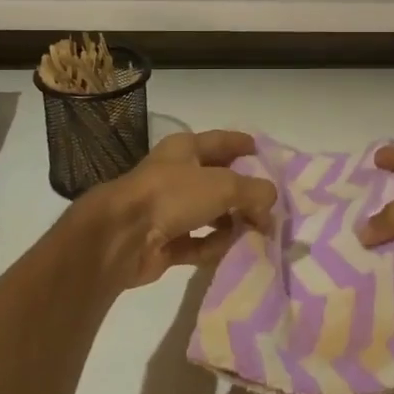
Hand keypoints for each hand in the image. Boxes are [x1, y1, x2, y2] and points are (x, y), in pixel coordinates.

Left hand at [77, 130, 276, 290]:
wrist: (122, 237)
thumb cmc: (172, 195)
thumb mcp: (224, 185)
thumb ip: (254, 192)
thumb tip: (269, 204)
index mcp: (185, 149)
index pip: (220, 141)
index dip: (241, 144)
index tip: (261, 150)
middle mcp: (176, 176)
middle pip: (217, 181)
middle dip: (243, 192)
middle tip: (271, 206)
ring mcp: (168, 210)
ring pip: (209, 214)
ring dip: (232, 223)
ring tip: (259, 233)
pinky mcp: (165, 243)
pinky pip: (198, 243)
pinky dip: (215, 247)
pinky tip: (234, 252)